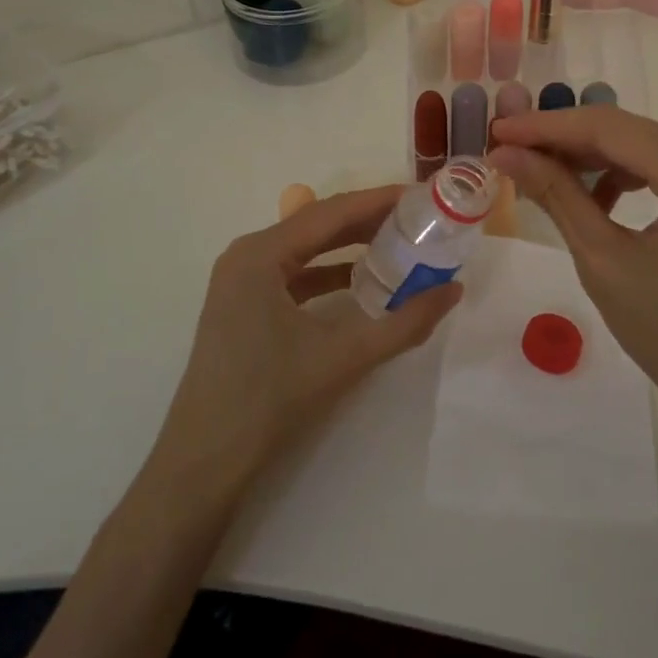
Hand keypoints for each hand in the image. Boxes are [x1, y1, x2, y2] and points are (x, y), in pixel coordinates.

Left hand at [152, 187, 462, 492]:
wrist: (204, 463)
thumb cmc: (269, 400)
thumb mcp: (344, 357)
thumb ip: (405, 322)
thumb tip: (454, 290)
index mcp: (261, 254)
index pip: (331, 212)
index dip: (379, 200)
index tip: (422, 194)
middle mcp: (247, 255)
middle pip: (318, 224)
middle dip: (368, 219)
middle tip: (418, 217)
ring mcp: (241, 280)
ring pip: (306, 248)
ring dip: (350, 244)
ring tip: (399, 241)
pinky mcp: (243, 304)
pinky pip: (294, 273)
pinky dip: (330, 271)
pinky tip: (362, 280)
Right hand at [488, 108, 657, 453]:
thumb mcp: (604, 261)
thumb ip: (556, 194)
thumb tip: (506, 153)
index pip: (610, 128)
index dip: (547, 126)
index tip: (497, 131)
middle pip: (630, 133)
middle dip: (567, 141)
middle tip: (510, 153)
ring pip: (648, 148)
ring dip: (595, 159)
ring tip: (544, 177)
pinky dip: (628, 177)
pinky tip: (597, 200)